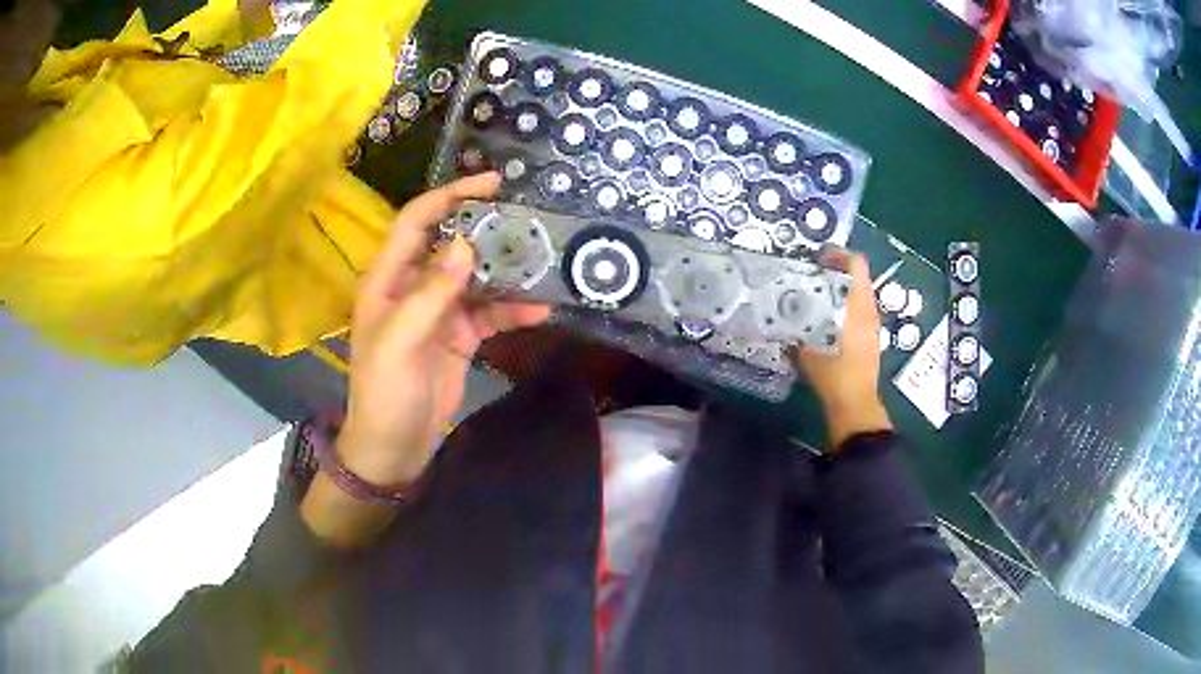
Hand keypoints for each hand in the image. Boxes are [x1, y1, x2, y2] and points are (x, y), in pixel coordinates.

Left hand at [301, 174, 548, 546]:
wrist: (394, 445)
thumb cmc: (384, 392)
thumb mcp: (400, 342)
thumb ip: (430, 293)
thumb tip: (467, 246)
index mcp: (388, 279)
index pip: (416, 222)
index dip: (449, 196)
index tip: (491, 183)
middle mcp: (413, 286)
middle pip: (451, 242)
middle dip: (486, 228)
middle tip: (528, 218)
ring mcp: (439, 311)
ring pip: (476, 276)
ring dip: (507, 269)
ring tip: (543, 259)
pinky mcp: (460, 335)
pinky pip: (490, 313)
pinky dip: (513, 310)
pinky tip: (540, 310)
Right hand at [794, 249, 891, 449]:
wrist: (854, 404)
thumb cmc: (833, 372)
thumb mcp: (807, 347)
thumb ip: (796, 326)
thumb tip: (781, 311)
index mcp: (858, 305)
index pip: (856, 264)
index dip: (838, 254)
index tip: (818, 258)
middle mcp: (869, 310)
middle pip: (857, 278)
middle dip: (836, 272)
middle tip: (811, 276)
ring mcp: (872, 325)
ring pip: (858, 296)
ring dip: (840, 291)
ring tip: (815, 298)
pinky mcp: (870, 339)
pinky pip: (858, 312)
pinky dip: (844, 308)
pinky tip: (825, 322)